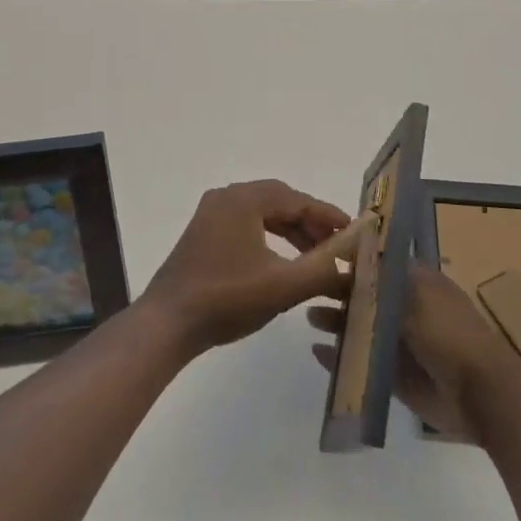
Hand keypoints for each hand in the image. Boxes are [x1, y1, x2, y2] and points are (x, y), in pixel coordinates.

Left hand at [143, 181, 361, 355]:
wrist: (168, 324)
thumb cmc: (227, 298)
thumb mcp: (283, 286)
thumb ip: (322, 270)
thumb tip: (352, 262)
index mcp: (243, 198)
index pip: (297, 199)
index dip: (327, 215)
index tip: (353, 232)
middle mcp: (226, 197)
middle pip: (279, 201)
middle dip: (310, 223)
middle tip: (336, 246)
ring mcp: (211, 215)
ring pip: (263, 214)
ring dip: (291, 231)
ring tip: (315, 256)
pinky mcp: (203, 235)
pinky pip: (246, 225)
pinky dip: (270, 238)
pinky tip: (283, 262)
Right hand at [310, 264, 520, 443]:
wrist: (481, 394)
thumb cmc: (449, 333)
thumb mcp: (414, 295)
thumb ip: (381, 280)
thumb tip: (355, 255)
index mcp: (417, 282)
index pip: (378, 265)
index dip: (353, 261)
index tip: (322, 257)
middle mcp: (407, 309)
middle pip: (366, 296)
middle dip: (340, 293)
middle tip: (308, 289)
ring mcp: (401, 344)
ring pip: (362, 329)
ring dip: (338, 323)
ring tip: (311, 318)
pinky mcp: (396, 377)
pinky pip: (363, 364)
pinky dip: (342, 359)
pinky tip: (318, 352)